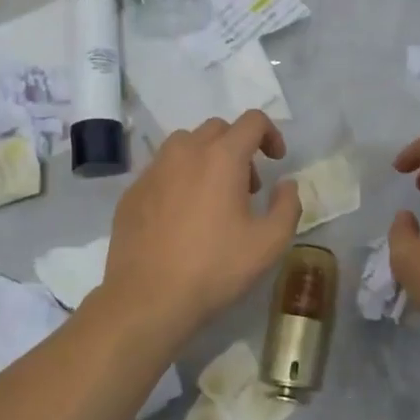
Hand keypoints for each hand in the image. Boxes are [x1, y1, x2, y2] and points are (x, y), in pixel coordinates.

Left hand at [99, 110, 300, 345]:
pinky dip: (179, 178)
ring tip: (213, 197)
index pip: (252, 121)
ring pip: (185, 145)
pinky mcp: (132, 192)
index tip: (277, 160)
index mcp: (222, 157)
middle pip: (218, 129)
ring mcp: (153, 170)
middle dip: (239, 147)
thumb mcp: (269, 243)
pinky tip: (182, 216)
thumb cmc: (215, 268)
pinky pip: (162, 170)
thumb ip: (287, 205)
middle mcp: (185, 152)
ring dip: (207, 158)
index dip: (271, 134)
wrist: (147, 298)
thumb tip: (286, 184)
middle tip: (248, 186)